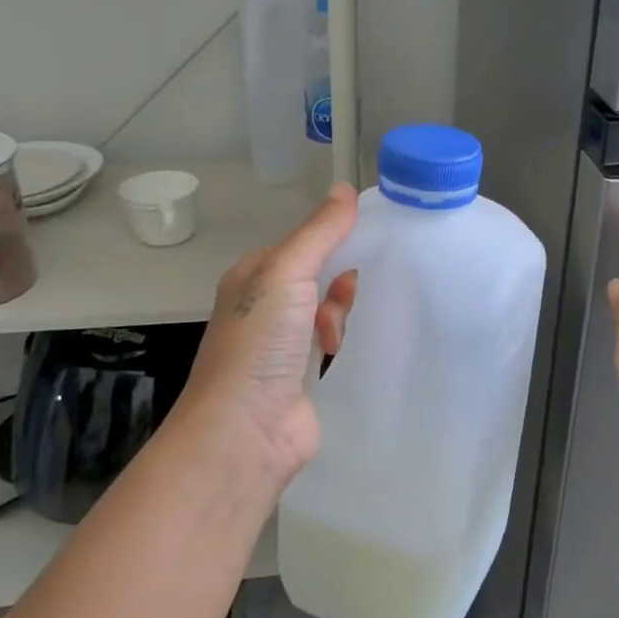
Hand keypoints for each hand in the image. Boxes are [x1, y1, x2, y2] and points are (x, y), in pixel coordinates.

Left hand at [162, 183, 359, 489]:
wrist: (245, 430)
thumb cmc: (259, 343)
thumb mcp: (287, 273)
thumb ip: (319, 233)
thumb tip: (346, 188)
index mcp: (253, 279)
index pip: (301, 245)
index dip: (333, 238)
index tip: (373, 234)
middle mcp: (265, 311)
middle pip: (317, 280)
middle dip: (341, 281)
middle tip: (359, 287)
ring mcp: (282, 349)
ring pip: (327, 315)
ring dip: (341, 317)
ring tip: (336, 335)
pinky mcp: (303, 380)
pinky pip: (333, 350)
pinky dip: (344, 347)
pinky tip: (349, 352)